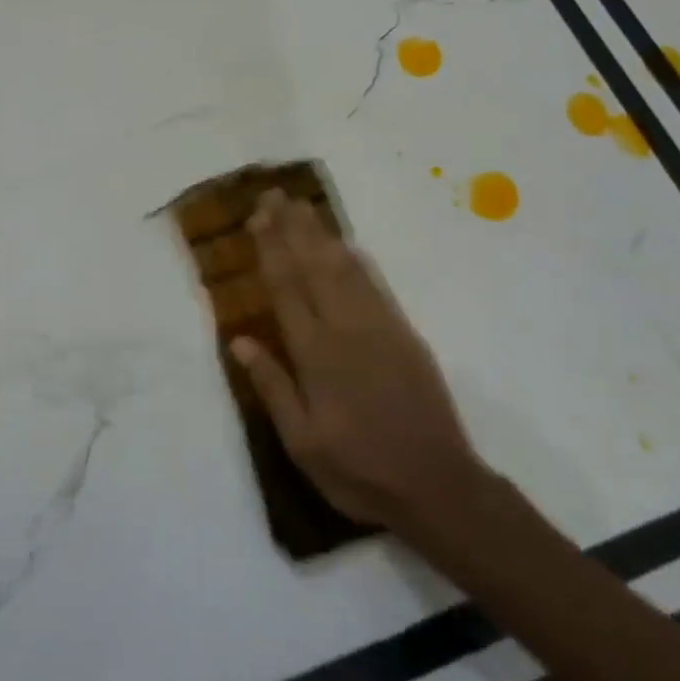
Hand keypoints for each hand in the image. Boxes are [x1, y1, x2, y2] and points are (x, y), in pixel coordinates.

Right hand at [231, 190, 481, 536]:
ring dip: (321, 234)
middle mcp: (347, 329)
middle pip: (315, 266)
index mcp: (317, 354)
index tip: (259, 217)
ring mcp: (380, 327)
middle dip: (293, 227)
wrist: (439, 486)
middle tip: (276, 195)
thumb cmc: (360, 470)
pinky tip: (346, 245)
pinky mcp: (405, 334)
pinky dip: (356, 258)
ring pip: (345, 267)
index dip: (271, 248)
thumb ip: (273, 387)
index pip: (287, 288)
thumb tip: (240, 340)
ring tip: (303, 207)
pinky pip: (375, 284)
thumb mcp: (303, 443)